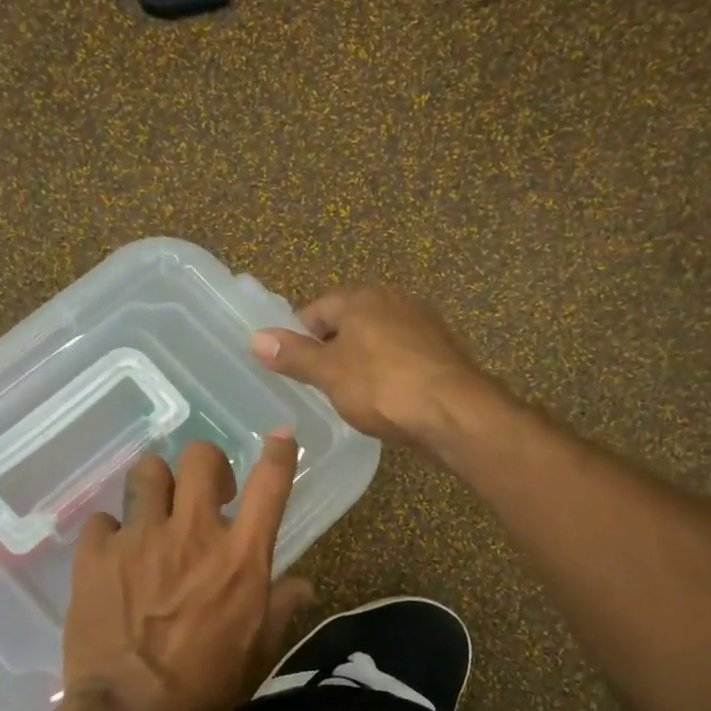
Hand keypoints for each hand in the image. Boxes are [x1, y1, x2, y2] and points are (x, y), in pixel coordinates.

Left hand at [61, 434, 312, 710]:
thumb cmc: (205, 684)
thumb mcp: (258, 648)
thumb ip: (282, 605)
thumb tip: (304, 584)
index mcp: (241, 555)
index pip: (270, 484)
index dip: (280, 452)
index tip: (281, 436)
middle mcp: (193, 532)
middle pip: (200, 457)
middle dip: (206, 464)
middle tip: (203, 491)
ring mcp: (141, 538)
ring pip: (147, 472)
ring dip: (155, 486)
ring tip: (153, 512)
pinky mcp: (96, 553)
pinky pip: (103, 519)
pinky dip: (111, 533)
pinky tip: (113, 558)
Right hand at [252, 286, 508, 457]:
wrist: (455, 412)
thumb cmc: (382, 387)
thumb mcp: (329, 373)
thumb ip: (293, 354)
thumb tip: (256, 337)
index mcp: (361, 298)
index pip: (316, 310)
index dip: (299, 338)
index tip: (294, 369)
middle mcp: (393, 300)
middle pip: (348, 322)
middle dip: (332, 349)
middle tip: (321, 385)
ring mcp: (422, 324)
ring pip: (377, 339)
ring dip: (362, 361)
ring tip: (352, 395)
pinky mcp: (442, 350)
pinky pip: (402, 356)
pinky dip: (389, 372)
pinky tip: (387, 398)